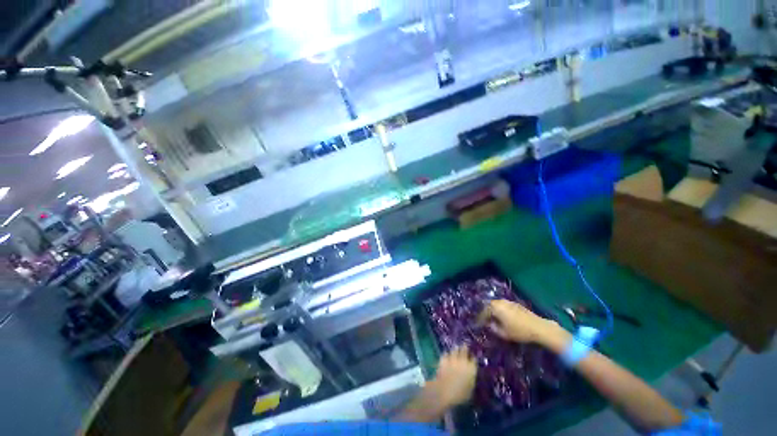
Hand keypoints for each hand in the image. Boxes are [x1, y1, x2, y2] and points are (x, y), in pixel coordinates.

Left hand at [432, 346, 476, 406]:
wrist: (444, 391)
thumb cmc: (460, 395)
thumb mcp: (470, 391)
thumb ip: (472, 381)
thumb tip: (472, 377)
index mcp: (471, 369)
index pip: (474, 359)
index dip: (473, 358)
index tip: (473, 357)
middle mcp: (463, 361)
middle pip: (464, 350)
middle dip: (464, 348)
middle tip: (464, 346)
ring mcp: (452, 359)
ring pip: (455, 350)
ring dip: (456, 349)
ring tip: (456, 348)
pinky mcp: (443, 359)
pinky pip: (446, 354)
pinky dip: (447, 354)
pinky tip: (447, 355)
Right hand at [479, 299, 567, 345]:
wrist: (539, 327)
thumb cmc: (519, 331)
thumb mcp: (503, 333)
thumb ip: (493, 328)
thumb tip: (489, 324)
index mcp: (495, 307)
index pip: (483, 312)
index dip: (480, 319)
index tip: (478, 325)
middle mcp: (500, 302)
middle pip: (489, 306)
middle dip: (486, 313)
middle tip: (485, 321)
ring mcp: (508, 301)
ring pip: (496, 305)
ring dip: (493, 311)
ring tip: (493, 319)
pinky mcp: (515, 304)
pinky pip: (503, 306)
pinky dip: (500, 311)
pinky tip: (503, 317)